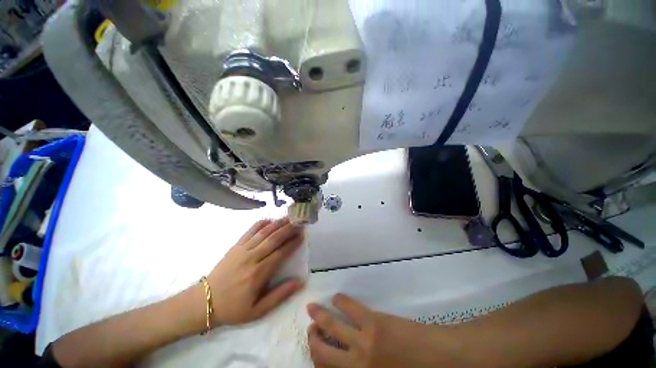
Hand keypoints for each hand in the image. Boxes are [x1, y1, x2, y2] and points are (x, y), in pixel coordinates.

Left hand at [208, 218, 303, 325]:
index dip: (293, 243)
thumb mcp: (258, 310)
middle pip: (274, 239)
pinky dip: (261, 223)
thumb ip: (280, 295)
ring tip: (290, 217)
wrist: (204, 302)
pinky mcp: (235, 246)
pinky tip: (270, 219)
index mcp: (258, 274)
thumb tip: (300, 282)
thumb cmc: (233, 308)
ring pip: (264, 232)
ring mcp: (242, 250)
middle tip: (300, 222)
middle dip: (289, 229)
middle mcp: (252, 258)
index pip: (281, 253)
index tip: (302, 235)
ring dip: (278, 223)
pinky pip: (250, 231)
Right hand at [307, 294, 444, 367]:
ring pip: (332, 326)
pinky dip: (340, 302)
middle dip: (312, 341)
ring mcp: (364, 341)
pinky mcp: (373, 321)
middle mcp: (356, 364)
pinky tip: (336, 298)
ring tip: (312, 309)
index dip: (317, 361)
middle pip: (323, 352)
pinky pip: (350, 308)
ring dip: (320, 317)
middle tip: (309, 330)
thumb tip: (347, 362)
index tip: (314, 351)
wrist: (438, 358)